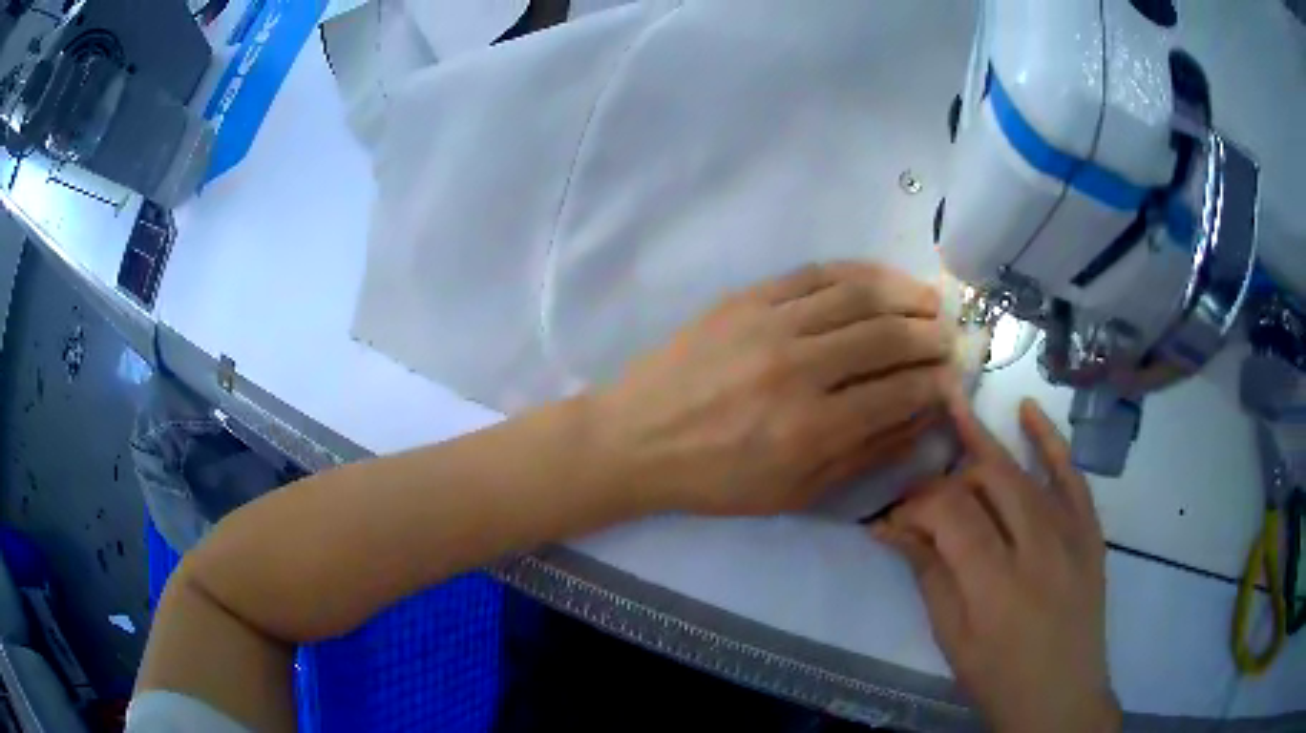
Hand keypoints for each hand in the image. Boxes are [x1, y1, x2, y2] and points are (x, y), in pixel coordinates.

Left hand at [593, 261, 958, 515]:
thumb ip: (863, 455)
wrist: (636, 438)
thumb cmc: (715, 479)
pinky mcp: (746, 298)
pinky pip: (816, 273)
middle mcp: (798, 369)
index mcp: (810, 429)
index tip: (953, 380)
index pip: (899, 393)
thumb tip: (920, 419)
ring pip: (859, 295)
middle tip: (950, 338)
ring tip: (930, 301)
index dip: (937, 384)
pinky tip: (881, 279)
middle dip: (931, 336)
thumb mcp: (792, 492)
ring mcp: (770, 325)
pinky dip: (858, 272)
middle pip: (888, 337)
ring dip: (905, 294)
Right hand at [874, 399, 1119, 732]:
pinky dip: (1049, 440)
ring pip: (1022, 471)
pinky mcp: (1089, 530)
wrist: (1062, 696)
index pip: (949, 512)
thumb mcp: (953, 639)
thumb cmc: (999, 678)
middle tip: (922, 495)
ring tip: (953, 408)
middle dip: (946, 479)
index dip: (916, 504)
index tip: (893, 517)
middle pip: (985, 481)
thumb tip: (892, 529)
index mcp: (994, 582)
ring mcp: (1070, 532)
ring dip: (984, 442)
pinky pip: (1071, 474)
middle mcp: (1036, 546)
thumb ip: (928, 576)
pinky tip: (1027, 409)